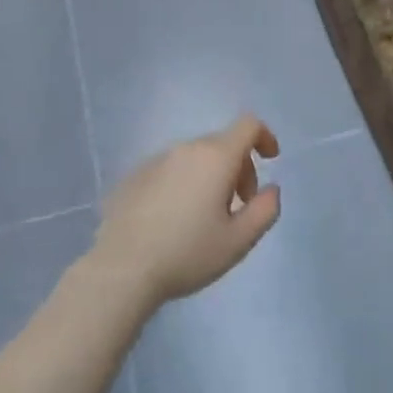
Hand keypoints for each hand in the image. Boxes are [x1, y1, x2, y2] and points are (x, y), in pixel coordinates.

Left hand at [90, 116, 281, 309]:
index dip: (265, 136)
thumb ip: (265, 210)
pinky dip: (183, 183)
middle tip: (239, 206)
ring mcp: (156, 159)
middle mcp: (185, 148)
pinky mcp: (134, 175)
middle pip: (222, 143)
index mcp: (215, 157)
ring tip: (205, 217)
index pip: (248, 125)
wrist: (122, 267)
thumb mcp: (238, 241)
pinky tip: (174, 219)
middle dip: (239, 167)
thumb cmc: (188, 253)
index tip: (270, 160)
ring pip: (195, 157)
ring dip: (210, 176)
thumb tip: (271, 189)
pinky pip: (170, 169)